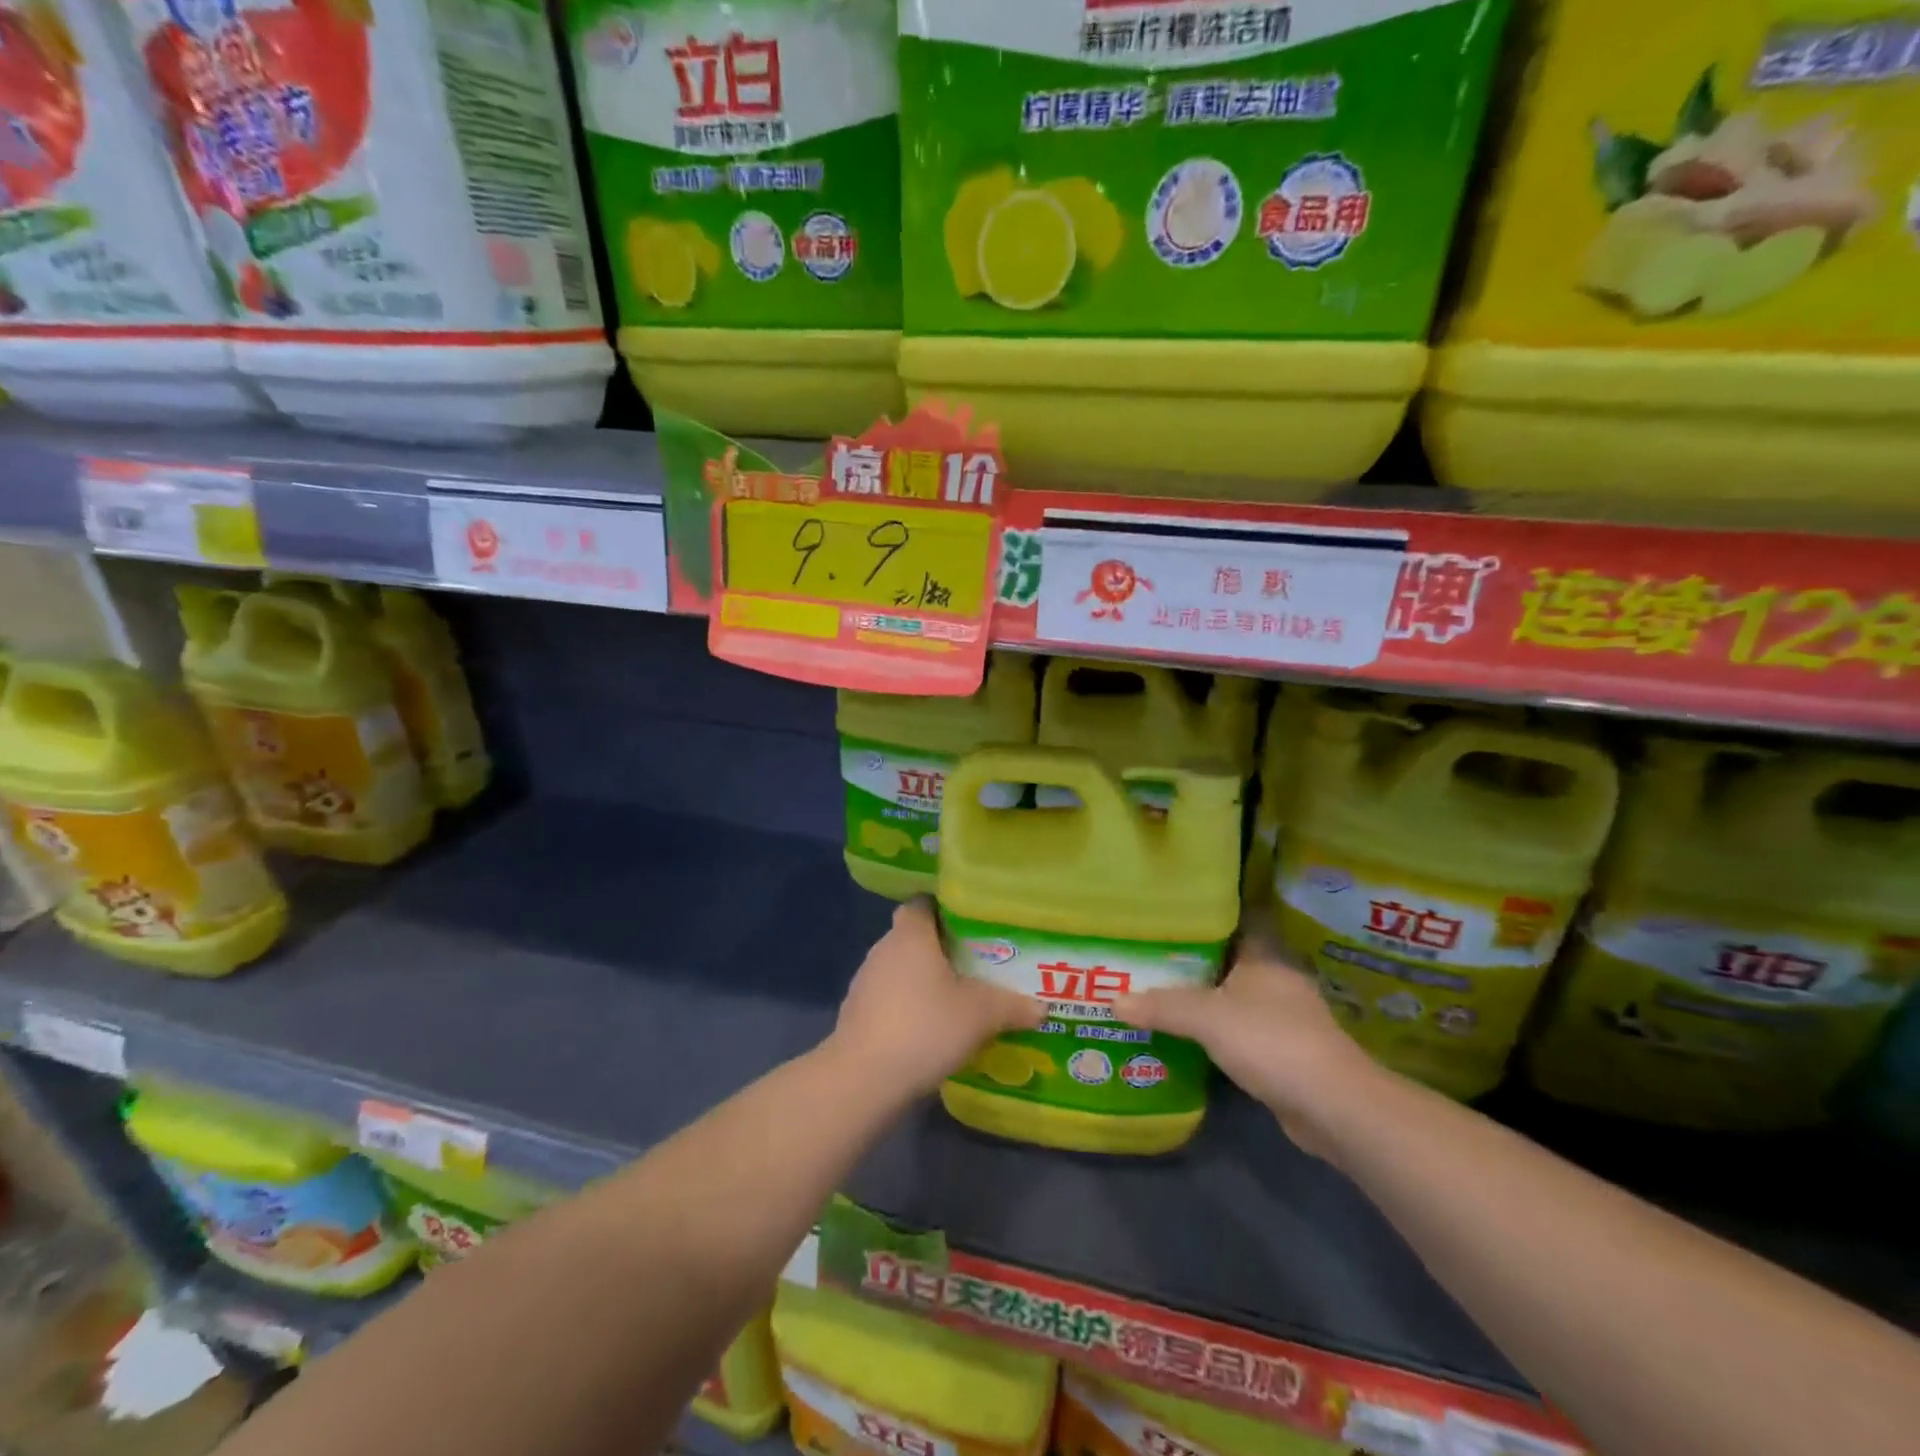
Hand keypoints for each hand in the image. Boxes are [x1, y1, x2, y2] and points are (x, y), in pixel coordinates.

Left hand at [826, 898, 1042, 1100]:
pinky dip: (909, 1007)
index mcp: (911, 934)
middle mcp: (883, 949)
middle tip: (978, 963)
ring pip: (902, 969)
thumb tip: (1041, 1007)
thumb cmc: (924, 1027)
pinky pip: (890, 998)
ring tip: (959, 998)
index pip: (923, 903)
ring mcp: (865, 982)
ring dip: (925, 981)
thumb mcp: (980, 1015)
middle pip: (915, 937)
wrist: (863, 1079)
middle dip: (943, 948)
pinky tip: (931, 1030)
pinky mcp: (857, 1014)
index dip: (946, 908)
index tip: (973, 923)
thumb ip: (1012, 1006)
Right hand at [1116, 932, 1379, 1160]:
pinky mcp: (1282, 1051)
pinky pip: (1238, 1030)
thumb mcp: (1208, 1018)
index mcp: (1264, 955)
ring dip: (1203, 996)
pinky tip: (1184, 1034)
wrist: (1331, 1106)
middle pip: (1228, 958)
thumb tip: (1113, 999)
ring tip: (1156, 989)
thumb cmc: (1271, 1041)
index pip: (1235, 919)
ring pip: (1233, 996)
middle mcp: (1276, 979)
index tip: (1169, 912)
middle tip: (1149, 953)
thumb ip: (1162, 1006)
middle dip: (1192, 958)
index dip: (1205, 914)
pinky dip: (1215, 1030)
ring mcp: (1283, 1016)